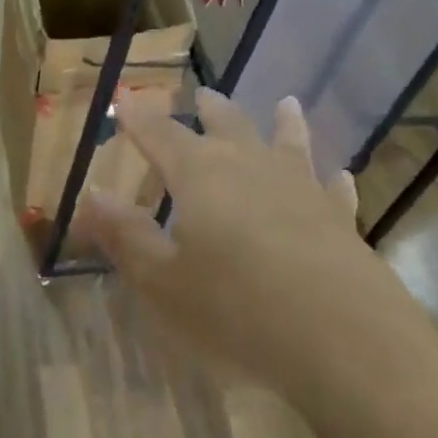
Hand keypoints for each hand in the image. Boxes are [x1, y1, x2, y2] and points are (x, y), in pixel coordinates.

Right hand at [76, 90, 437, 415]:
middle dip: (209, 109)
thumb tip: (92, 195)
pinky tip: (338, 176)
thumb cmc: (238, 310)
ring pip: (288, 143)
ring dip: (283, 122)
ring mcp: (302, 189)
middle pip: (227, 125)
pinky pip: (333, 189)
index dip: (138, 117)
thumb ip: (125, 235)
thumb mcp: (163, 282)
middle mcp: (251, 167)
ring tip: (285, 103)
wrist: (345, 342)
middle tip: (202, 95)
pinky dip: (331, 179)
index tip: (124, 99)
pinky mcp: (340, 220)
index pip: (160, 134)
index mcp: (201, 175)